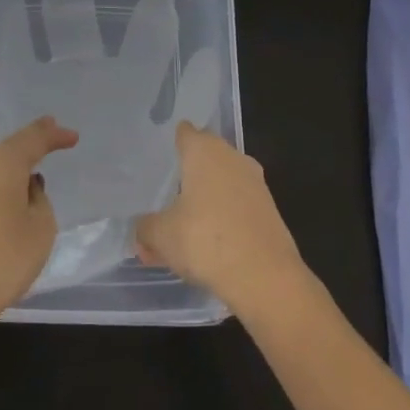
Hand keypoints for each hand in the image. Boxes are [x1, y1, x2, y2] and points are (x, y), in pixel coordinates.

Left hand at [0, 116, 78, 337]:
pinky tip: (1, 218)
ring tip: (28, 193)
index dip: (54, 134)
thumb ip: (40, 202)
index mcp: (1, 163)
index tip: (71, 136)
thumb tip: (25, 189)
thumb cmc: (0, 260)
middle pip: (6, 154)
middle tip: (48, 150)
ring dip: (8, 180)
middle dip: (28, 154)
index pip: (32, 138)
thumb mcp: (40, 231)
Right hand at [134, 123, 305, 315]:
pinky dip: (223, 217)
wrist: (264, 276)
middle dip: (189, 172)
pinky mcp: (269, 210)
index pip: (186, 133)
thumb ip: (145, 228)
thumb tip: (141, 230)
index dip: (173, 140)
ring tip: (183, 223)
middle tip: (166, 190)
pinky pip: (237, 205)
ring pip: (223, 183)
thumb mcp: (161, 235)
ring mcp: (255, 183)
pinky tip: (208, 240)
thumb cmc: (205, 239)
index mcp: (205, 151)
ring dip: (206, 198)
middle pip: (206, 156)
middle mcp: (232, 158)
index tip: (161, 152)